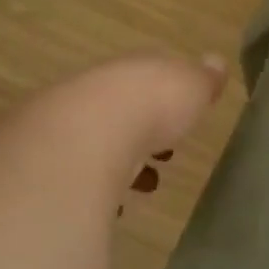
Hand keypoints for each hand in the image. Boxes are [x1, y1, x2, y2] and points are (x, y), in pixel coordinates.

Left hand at [33, 51, 228, 201]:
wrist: (86, 136)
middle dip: (142, 133)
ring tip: (144, 187)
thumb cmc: (150, 106)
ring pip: (98, 142)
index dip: (166, 98)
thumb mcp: (191, 86)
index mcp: (131, 70)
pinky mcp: (53, 163)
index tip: (182, 121)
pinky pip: (81, 175)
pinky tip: (114, 205)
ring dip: (120, 162)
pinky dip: (97, 187)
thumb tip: (215, 62)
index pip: (147, 78)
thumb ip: (203, 79)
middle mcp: (96, 91)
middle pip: (120, 111)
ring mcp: (69, 126)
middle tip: (163, 158)